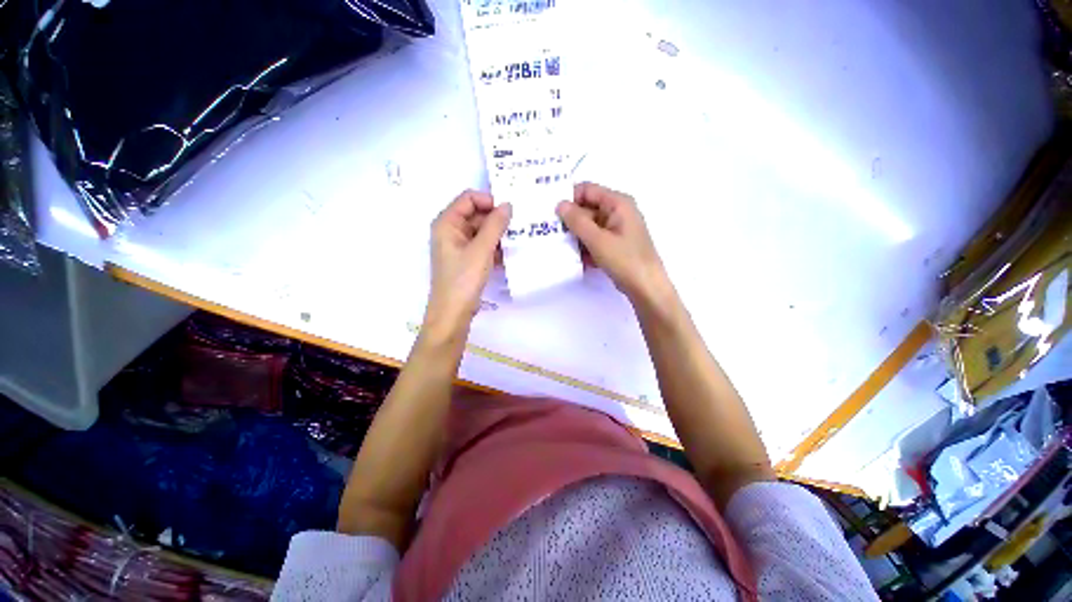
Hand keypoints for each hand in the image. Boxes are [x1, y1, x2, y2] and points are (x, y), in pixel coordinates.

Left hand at [425, 190, 510, 336]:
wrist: (453, 313)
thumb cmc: (464, 278)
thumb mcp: (481, 249)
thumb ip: (495, 225)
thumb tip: (508, 205)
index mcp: (447, 223)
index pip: (468, 198)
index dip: (488, 201)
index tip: (509, 212)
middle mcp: (450, 231)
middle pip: (475, 214)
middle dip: (495, 219)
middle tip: (518, 226)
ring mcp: (458, 246)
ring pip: (481, 231)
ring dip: (497, 235)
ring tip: (516, 240)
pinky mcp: (466, 260)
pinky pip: (482, 246)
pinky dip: (494, 248)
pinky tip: (508, 254)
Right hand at [556, 183, 669, 302]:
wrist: (646, 287)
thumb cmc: (624, 260)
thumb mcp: (597, 240)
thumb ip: (577, 221)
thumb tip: (559, 204)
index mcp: (617, 203)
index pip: (587, 190)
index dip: (569, 198)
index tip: (551, 213)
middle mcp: (617, 212)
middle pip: (587, 209)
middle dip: (570, 221)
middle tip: (551, 233)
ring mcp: (617, 229)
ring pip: (589, 226)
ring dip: (576, 236)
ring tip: (561, 247)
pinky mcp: (615, 245)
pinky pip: (595, 239)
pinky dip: (585, 247)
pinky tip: (577, 259)